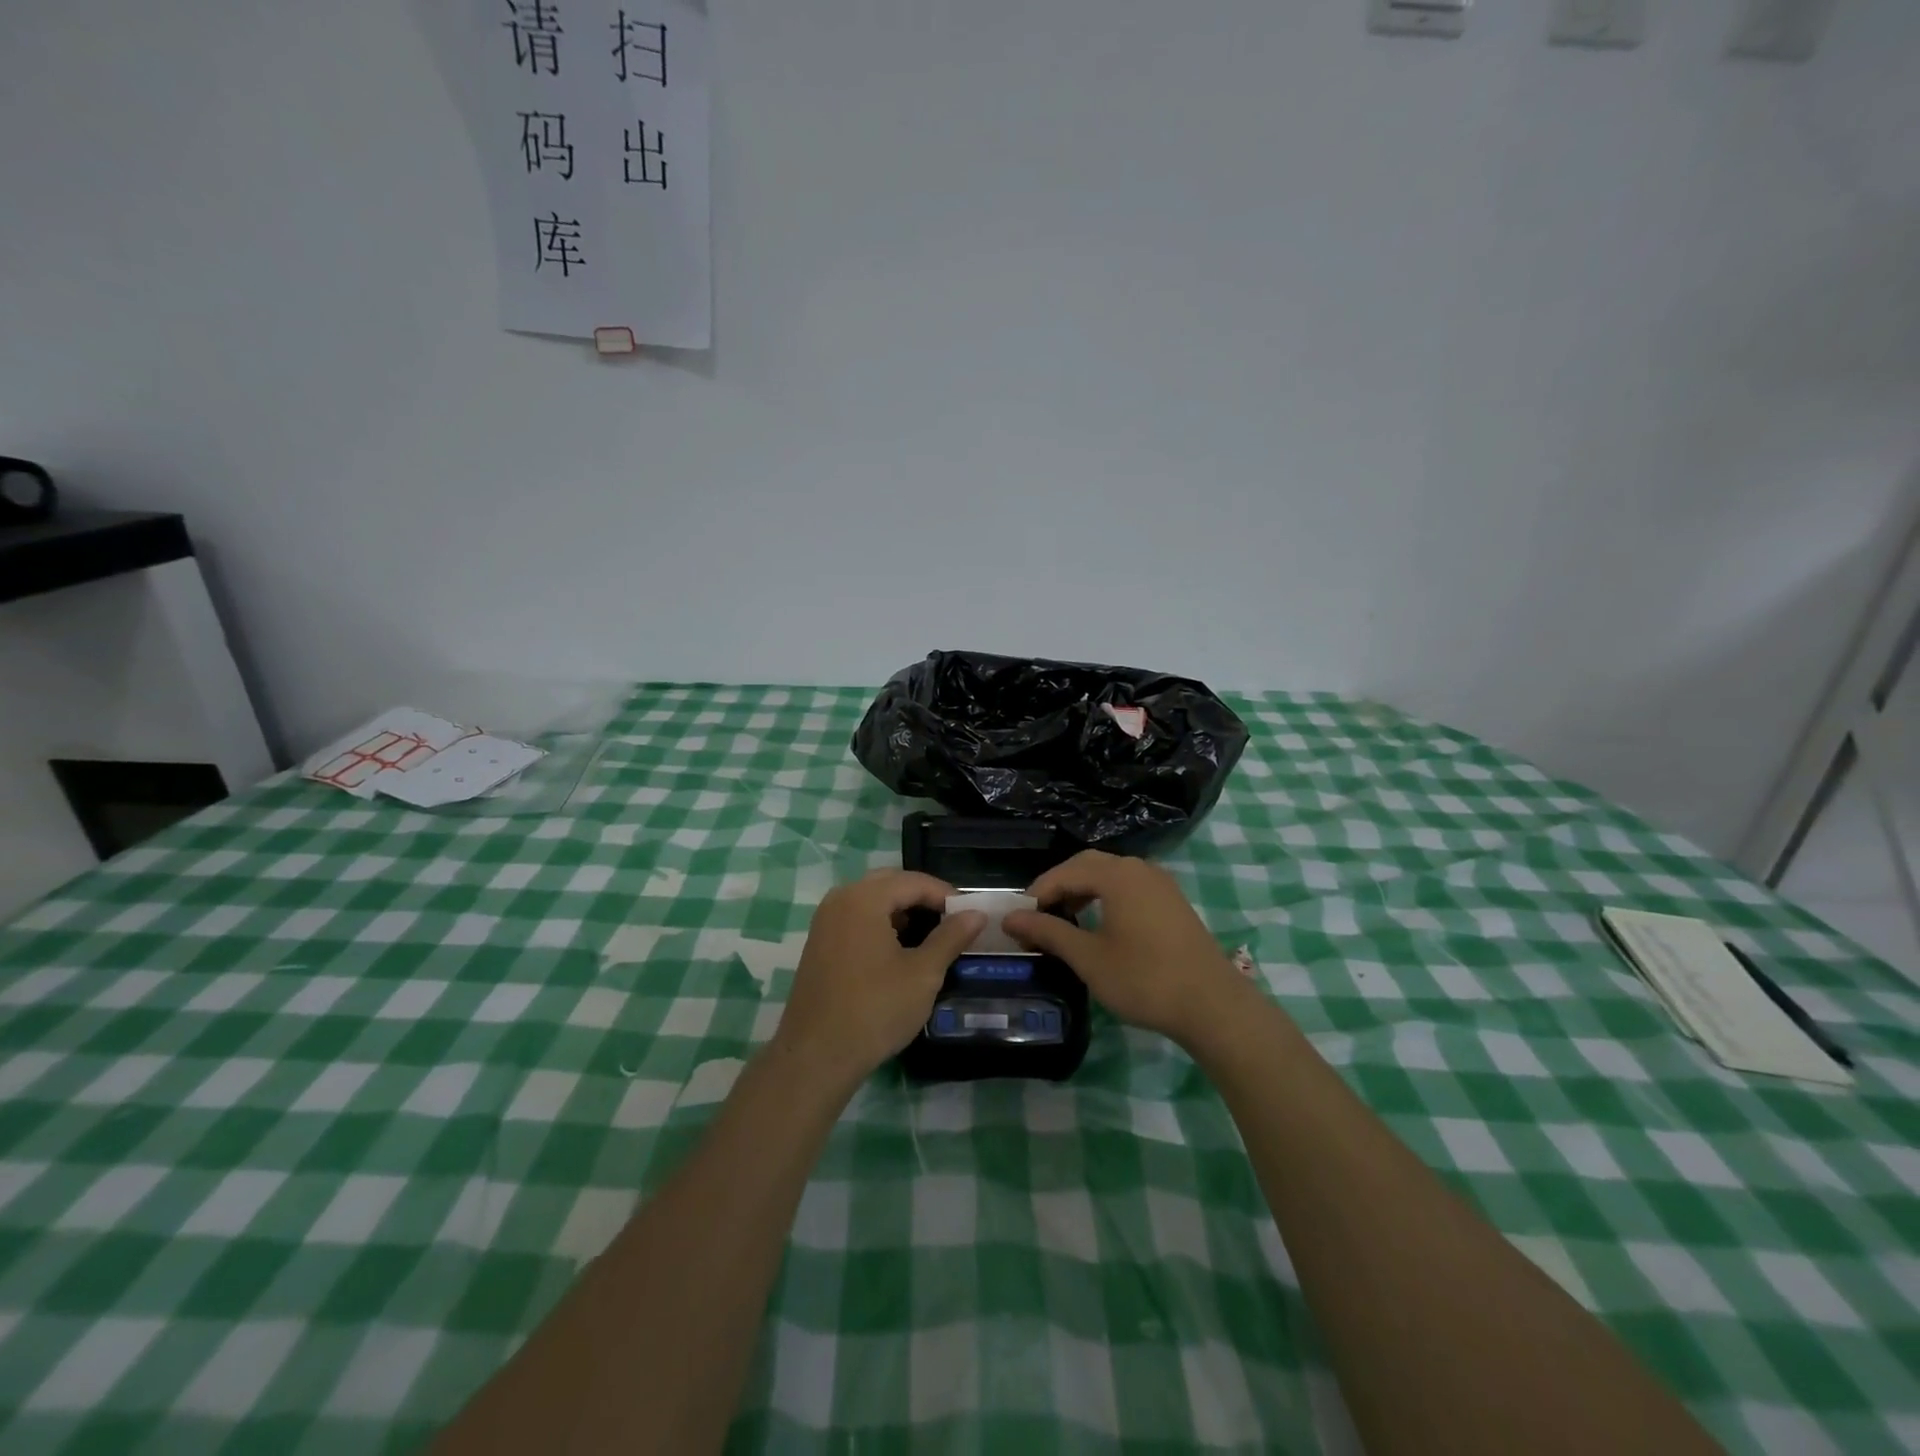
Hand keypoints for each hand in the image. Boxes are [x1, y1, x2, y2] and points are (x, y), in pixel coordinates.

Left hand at [773, 870, 984, 1086]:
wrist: (816, 1056)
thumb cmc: (875, 1009)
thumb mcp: (923, 973)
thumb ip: (951, 937)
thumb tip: (976, 914)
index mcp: (864, 898)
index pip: (914, 881)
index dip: (946, 895)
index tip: (971, 915)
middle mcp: (840, 899)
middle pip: (890, 884)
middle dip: (923, 899)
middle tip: (952, 922)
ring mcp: (825, 921)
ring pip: (872, 901)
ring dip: (902, 911)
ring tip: (931, 937)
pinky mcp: (819, 943)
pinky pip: (856, 919)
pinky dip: (881, 924)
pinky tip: (899, 951)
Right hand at [1003, 850, 1249, 1047]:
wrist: (1213, 1005)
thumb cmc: (1144, 979)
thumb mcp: (1088, 958)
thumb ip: (1048, 932)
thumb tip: (1011, 918)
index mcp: (1117, 875)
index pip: (1065, 872)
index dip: (1037, 893)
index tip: (1018, 919)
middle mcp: (1139, 868)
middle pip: (1088, 865)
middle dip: (1059, 886)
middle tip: (1038, 916)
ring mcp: (1160, 882)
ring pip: (1110, 874)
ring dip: (1083, 890)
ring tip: (1064, 921)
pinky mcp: (1173, 901)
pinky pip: (1129, 886)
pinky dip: (1106, 897)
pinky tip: (1100, 925)